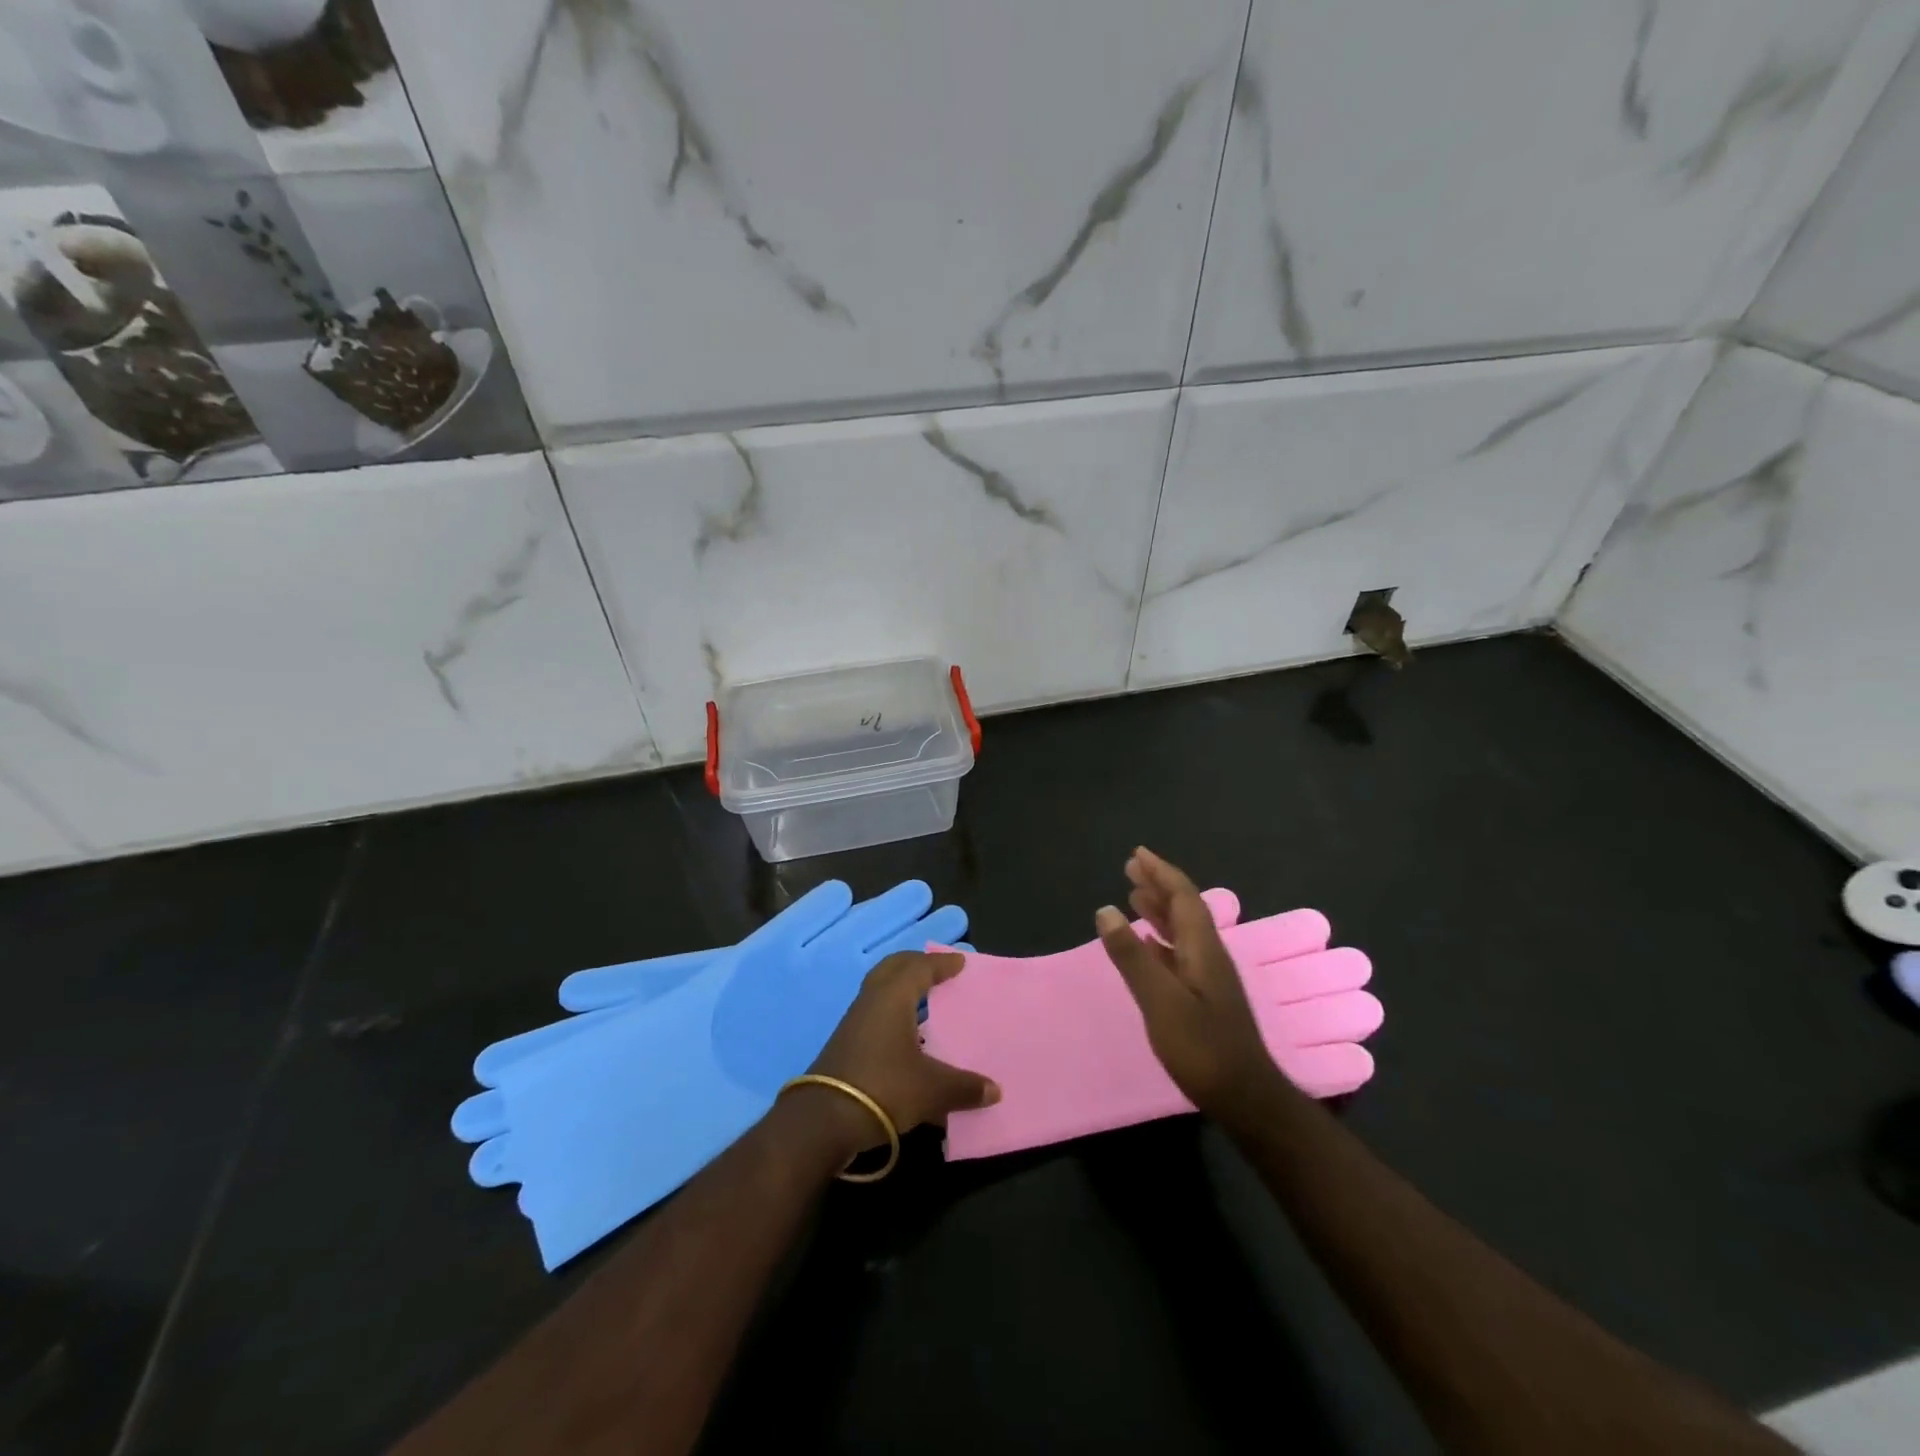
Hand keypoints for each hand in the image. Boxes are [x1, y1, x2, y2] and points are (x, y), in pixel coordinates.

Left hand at [799, 950, 1000, 1156]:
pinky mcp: (846, 1044)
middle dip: (916, 965)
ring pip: (880, 990)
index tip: (960, 962)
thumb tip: (995, 1091)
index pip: (920, 968)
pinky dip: (893, 1012)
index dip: (941, 964)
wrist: (824, 1120)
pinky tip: (907, 1036)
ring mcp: (854, 1022)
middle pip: (893, 968)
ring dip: (902, 989)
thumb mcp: (932, 1090)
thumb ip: (964, 1087)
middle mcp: (871, 1001)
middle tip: (938, 970)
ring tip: (925, 999)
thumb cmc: (883, 1088)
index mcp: (893, 997)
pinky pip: (875, 1013)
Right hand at [1096, 847, 1292, 1122]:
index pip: (1183, 897)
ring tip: (1135, 895)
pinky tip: (1149, 943)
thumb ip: (1132, 956)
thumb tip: (1105, 909)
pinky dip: (1160, 938)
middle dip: (1159, 884)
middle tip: (1131, 867)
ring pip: (1183, 930)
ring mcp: (1209, 977)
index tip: (1138, 854)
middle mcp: (1209, 955)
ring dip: (1160, 908)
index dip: (1161, 873)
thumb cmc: (1202, 1049)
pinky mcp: (1205, 997)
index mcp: (1203, 949)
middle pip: (1185, 908)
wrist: (1245, 1098)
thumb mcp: (1160, 1001)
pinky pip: (1180, 952)